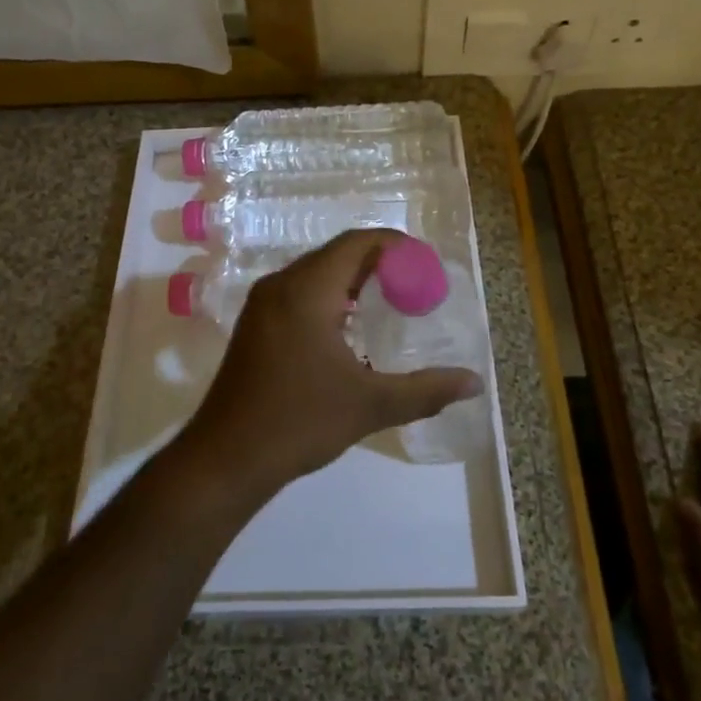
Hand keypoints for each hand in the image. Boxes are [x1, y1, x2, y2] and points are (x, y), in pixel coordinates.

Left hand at [179, 229, 483, 502]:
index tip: (425, 263)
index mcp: (307, 290)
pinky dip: (330, 297)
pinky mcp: (255, 325)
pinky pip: (299, 293)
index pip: (356, 244)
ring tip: (390, 304)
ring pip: (315, 274)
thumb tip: (474, 382)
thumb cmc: (299, 421)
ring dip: (352, 280)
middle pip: (336, 255)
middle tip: (415, 286)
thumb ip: (425, 390)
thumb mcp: (370, 405)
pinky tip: (350, 329)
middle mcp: (281, 285)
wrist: (226, 457)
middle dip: (378, 263)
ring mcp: (262, 304)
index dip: (394, 245)